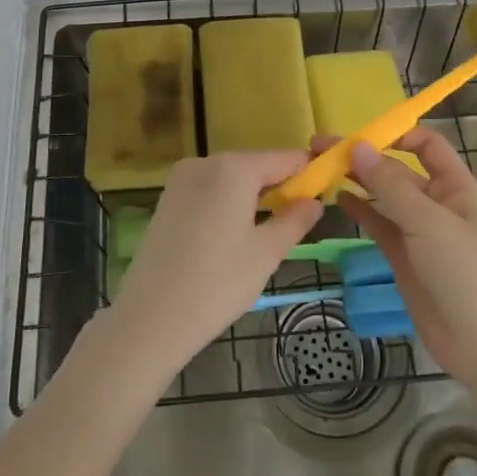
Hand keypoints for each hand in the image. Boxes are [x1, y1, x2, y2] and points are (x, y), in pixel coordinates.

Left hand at [106, 152, 322, 381]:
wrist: (151, 317)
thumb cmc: (218, 283)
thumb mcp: (266, 253)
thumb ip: (294, 220)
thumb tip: (314, 201)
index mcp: (234, 168)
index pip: (284, 158)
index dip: (307, 172)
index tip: (326, 191)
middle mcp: (205, 162)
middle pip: (255, 165)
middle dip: (279, 186)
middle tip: (298, 219)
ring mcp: (181, 179)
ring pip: (230, 179)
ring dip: (252, 196)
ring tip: (268, 232)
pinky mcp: (167, 199)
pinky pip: (208, 191)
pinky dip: (226, 203)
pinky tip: (232, 236)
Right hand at [330, 129, 476, 388]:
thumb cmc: (467, 273)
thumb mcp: (429, 223)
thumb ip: (391, 186)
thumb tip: (358, 146)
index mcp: (456, 188)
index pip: (427, 146)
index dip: (396, 135)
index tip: (358, 135)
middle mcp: (437, 204)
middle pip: (398, 170)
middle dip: (363, 157)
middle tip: (320, 148)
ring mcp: (419, 232)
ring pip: (384, 197)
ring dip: (356, 181)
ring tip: (320, 169)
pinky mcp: (404, 258)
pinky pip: (379, 225)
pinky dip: (359, 210)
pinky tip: (337, 199)